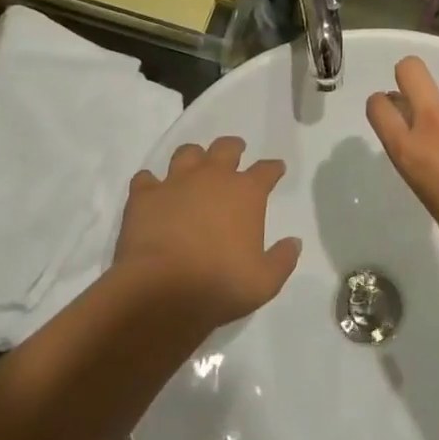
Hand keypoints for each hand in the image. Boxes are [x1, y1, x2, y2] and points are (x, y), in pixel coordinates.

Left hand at [114, 137, 300, 328]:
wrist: (162, 292)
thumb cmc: (220, 285)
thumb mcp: (265, 282)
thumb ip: (282, 259)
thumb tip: (294, 242)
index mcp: (246, 193)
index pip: (266, 170)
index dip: (273, 168)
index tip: (276, 169)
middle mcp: (213, 178)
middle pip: (226, 147)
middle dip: (234, 147)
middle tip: (235, 151)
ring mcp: (176, 182)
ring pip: (187, 153)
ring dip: (193, 157)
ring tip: (194, 166)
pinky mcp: (144, 196)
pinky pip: (145, 178)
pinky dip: (150, 182)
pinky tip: (151, 190)